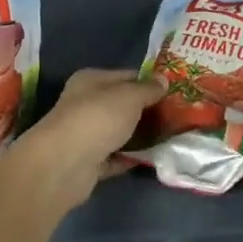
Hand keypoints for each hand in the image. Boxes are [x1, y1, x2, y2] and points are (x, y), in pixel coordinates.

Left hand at [5, 68, 163, 205]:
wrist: (64, 165)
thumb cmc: (97, 118)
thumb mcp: (129, 96)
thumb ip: (148, 89)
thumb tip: (164, 80)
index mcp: (91, 81)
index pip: (126, 76)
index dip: (150, 82)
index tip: (175, 91)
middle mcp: (85, 105)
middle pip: (122, 105)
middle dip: (147, 110)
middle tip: (178, 116)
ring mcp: (85, 135)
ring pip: (119, 132)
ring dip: (140, 135)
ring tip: (171, 137)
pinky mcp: (87, 163)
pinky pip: (115, 157)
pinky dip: (130, 158)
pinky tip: (153, 158)